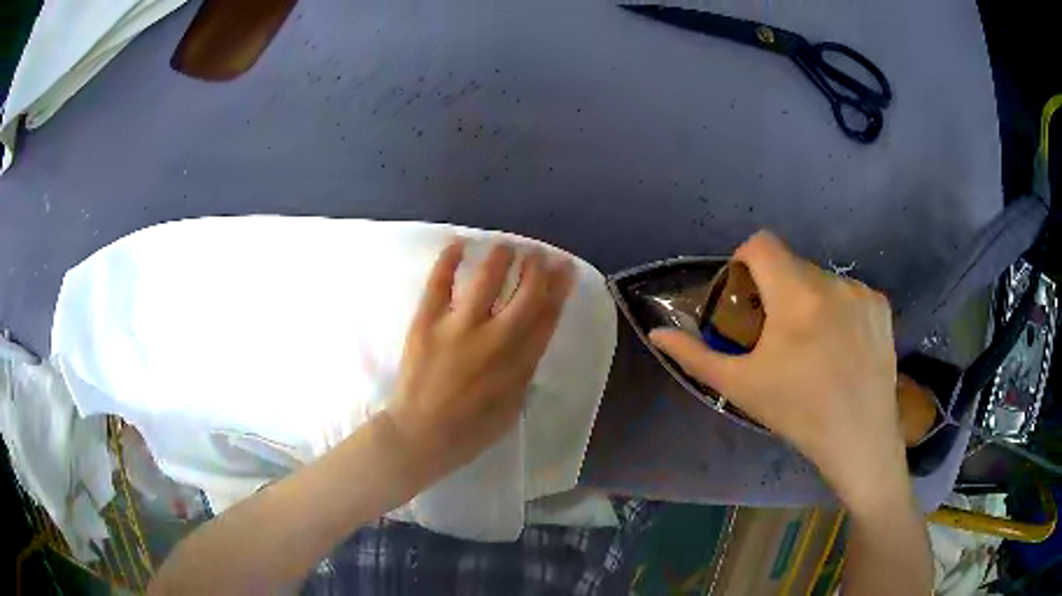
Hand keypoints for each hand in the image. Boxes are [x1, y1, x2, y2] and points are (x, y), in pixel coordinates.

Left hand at [385, 240, 574, 477]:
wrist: (421, 435)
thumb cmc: (470, 429)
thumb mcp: (512, 406)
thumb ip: (524, 371)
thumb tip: (530, 340)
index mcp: (519, 362)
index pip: (547, 316)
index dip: (559, 288)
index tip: (565, 268)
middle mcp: (494, 339)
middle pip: (525, 293)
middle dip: (536, 268)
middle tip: (537, 253)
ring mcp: (458, 327)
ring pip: (486, 280)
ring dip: (500, 257)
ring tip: (506, 245)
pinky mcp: (426, 322)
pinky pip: (439, 283)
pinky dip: (449, 260)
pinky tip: (459, 244)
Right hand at [650, 231, 904, 508]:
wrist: (859, 439)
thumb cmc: (798, 414)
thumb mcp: (741, 386)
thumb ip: (695, 355)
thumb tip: (657, 333)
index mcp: (795, 297)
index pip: (761, 244)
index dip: (744, 261)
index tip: (745, 296)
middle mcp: (831, 282)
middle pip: (791, 264)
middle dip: (777, 288)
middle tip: (777, 334)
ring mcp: (861, 292)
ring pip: (820, 279)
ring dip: (808, 300)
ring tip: (812, 345)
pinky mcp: (881, 306)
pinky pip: (848, 292)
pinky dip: (838, 309)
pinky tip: (841, 346)